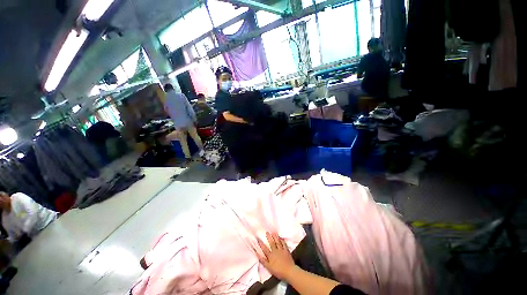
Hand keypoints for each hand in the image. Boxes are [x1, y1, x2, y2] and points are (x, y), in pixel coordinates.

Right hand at [257, 232, 295, 279]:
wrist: (289, 271)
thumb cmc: (278, 271)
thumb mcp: (269, 267)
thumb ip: (263, 261)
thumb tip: (257, 254)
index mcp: (271, 256)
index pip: (264, 249)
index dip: (261, 244)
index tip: (258, 238)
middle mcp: (275, 251)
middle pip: (271, 243)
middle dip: (269, 237)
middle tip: (267, 232)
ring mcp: (281, 250)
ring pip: (277, 242)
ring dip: (275, 237)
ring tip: (273, 233)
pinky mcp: (286, 251)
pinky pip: (284, 244)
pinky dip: (282, 241)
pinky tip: (281, 238)